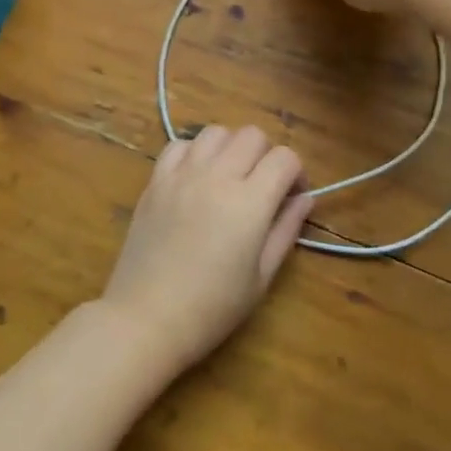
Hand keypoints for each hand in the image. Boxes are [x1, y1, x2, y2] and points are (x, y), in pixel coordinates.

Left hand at [98, 126, 312, 374]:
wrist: (146, 318)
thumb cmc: (212, 308)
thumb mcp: (262, 277)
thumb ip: (286, 230)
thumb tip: (304, 199)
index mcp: (249, 202)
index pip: (284, 158)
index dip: (296, 173)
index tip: (292, 197)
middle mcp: (216, 176)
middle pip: (252, 135)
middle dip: (266, 155)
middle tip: (263, 187)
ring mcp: (181, 175)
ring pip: (216, 132)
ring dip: (231, 148)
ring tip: (229, 177)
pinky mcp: (155, 181)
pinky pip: (179, 145)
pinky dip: (194, 152)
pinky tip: (196, 178)